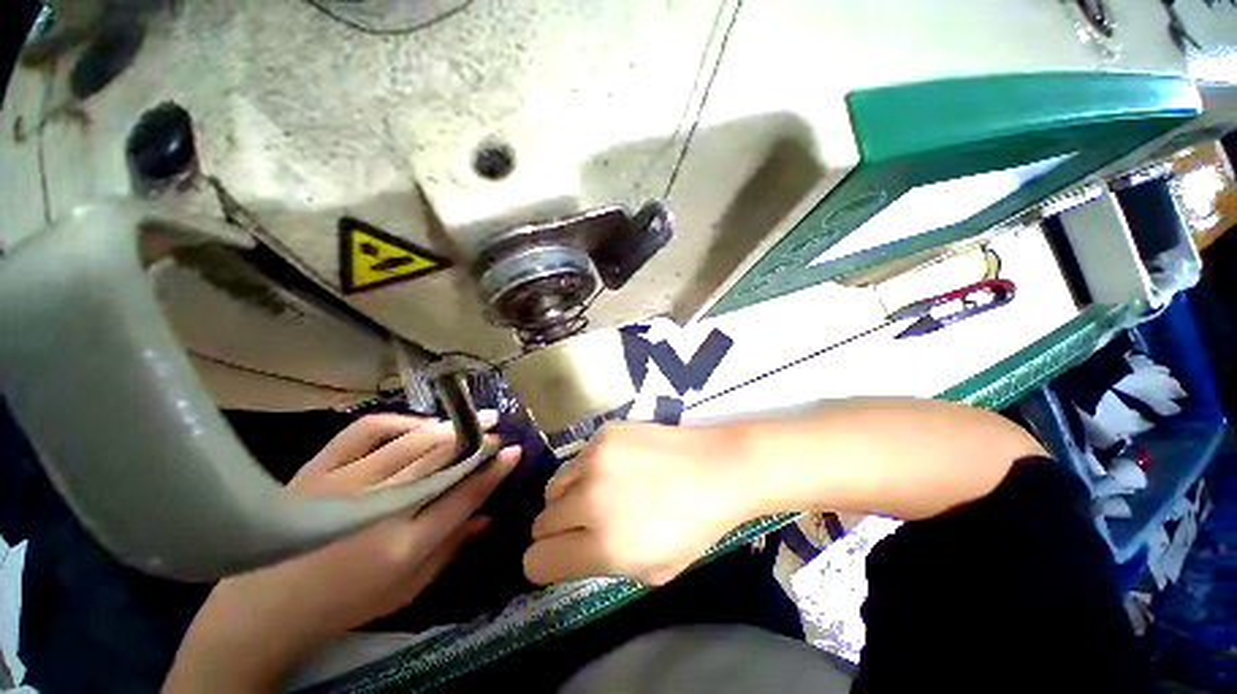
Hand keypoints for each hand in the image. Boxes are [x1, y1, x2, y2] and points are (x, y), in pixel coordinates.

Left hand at [165, 412, 520, 692]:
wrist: (262, 608)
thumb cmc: (343, 604)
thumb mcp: (405, 591)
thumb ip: (451, 551)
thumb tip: (489, 517)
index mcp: (403, 547)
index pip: (462, 496)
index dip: (493, 471)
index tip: (513, 450)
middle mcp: (380, 510)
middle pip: (441, 461)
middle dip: (476, 440)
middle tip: (495, 426)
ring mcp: (346, 484)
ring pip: (412, 442)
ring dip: (448, 427)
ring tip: (471, 417)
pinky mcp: (319, 468)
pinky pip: (367, 430)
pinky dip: (399, 421)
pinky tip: (417, 424)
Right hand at [523, 422, 748, 586]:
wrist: (716, 467)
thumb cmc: (693, 526)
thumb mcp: (650, 570)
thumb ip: (601, 566)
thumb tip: (570, 554)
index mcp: (602, 545)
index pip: (536, 561)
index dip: (546, 563)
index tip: (561, 557)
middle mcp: (589, 499)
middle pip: (540, 523)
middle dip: (557, 531)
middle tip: (583, 525)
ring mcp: (595, 458)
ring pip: (553, 487)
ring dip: (569, 497)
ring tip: (598, 493)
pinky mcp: (603, 433)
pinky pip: (577, 458)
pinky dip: (587, 469)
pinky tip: (616, 466)